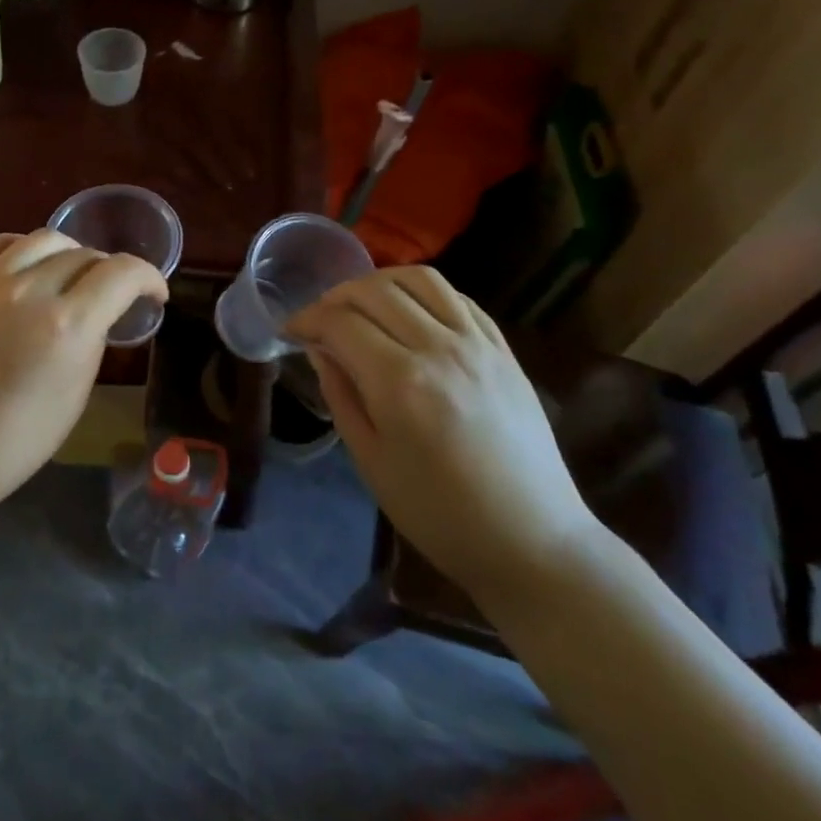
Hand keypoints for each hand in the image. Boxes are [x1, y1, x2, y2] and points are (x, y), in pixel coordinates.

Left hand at [0, 230, 168, 536]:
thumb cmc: (5, 450)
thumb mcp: (71, 402)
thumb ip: (90, 346)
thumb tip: (97, 318)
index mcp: (67, 326)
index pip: (122, 274)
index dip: (149, 278)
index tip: (154, 294)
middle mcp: (28, 290)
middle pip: (84, 255)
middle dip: (109, 272)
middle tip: (110, 295)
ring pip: (41, 239)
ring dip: (68, 253)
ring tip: (69, 275)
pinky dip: (20, 249)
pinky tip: (24, 266)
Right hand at [287, 266, 598, 602]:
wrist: (530, 541)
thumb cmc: (438, 513)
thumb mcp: (371, 461)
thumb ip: (341, 395)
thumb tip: (319, 349)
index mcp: (400, 382)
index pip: (340, 323)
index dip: (306, 319)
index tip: (289, 330)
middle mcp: (439, 349)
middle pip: (375, 290)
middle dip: (336, 296)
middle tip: (320, 319)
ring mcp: (478, 345)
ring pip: (421, 279)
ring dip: (380, 282)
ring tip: (362, 303)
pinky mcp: (504, 351)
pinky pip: (459, 298)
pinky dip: (424, 293)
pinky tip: (410, 312)